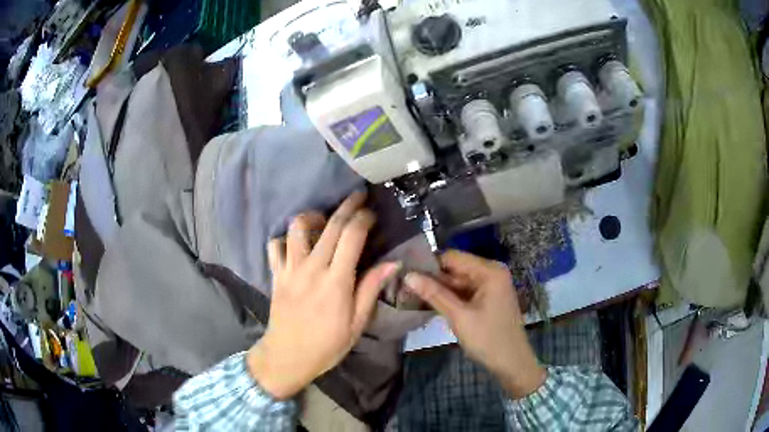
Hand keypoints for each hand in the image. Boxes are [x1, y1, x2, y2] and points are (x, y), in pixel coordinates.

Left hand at [247, 191, 398, 399]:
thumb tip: (393, 263)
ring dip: (312, 216)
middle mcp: (312, 268)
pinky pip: (275, 246)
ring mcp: (290, 269)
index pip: (351, 236)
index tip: (372, 213)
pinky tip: (296, 244)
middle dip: (347, 206)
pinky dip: (285, 238)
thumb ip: (371, 289)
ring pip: (297, 228)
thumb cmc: (327, 344)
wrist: (287, 357)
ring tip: (323, 220)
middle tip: (358, 196)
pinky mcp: (276, 274)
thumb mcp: (357, 323)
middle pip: (329, 225)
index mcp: (336, 281)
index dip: (363, 218)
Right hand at [405, 250, 545, 398]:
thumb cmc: (488, 339)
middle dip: (432, 278)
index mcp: (489, 271)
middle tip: (404, 287)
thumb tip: (408, 275)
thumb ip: (434, 294)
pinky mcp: (488, 298)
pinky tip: (429, 303)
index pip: (452, 257)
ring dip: (438, 289)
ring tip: (410, 294)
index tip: (406, 274)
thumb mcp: (459, 317)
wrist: (512, 363)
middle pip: (455, 268)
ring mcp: (490, 286)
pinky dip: (449, 298)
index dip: (429, 265)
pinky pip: (464, 292)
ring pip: (458, 281)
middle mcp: (491, 272)